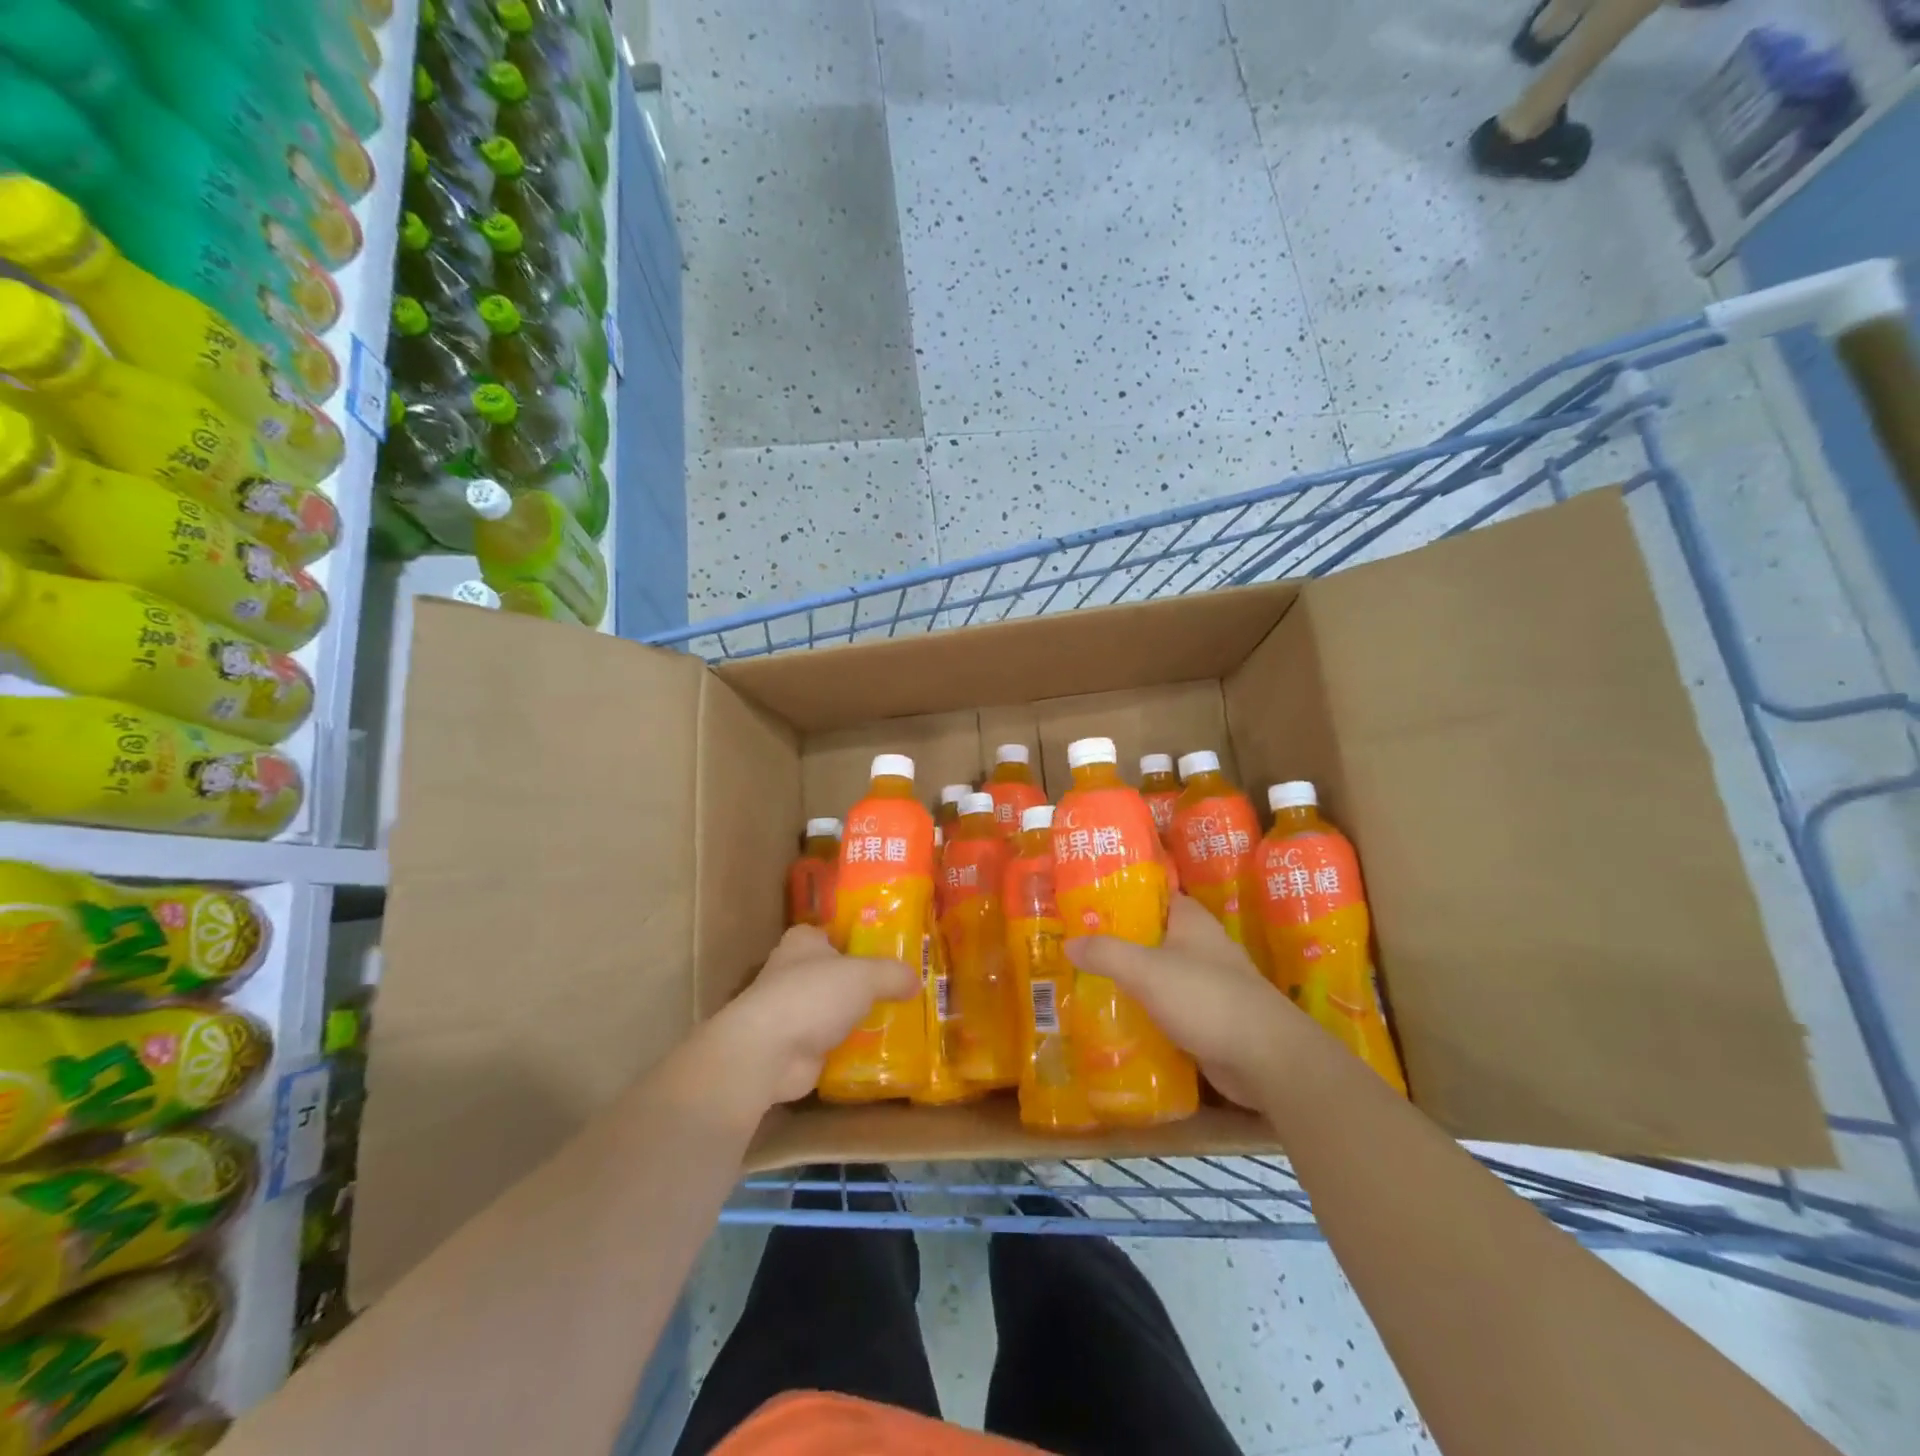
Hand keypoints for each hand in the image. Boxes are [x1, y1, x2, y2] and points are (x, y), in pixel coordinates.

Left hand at [703, 926, 919, 1107]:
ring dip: (860, 1017)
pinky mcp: (796, 1047)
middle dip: (866, 982)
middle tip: (905, 988)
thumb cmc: (812, 995)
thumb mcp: (864, 974)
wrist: (768, 1052)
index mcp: (804, 942)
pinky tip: (883, 1051)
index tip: (891, 949)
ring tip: (901, 1020)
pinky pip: (834, 1043)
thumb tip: (916, 980)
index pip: (835, 932)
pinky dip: (853, 1048)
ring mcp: (794, 1011)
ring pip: (836, 1009)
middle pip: (839, 973)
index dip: (861, 938)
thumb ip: (892, 974)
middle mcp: (795, 972)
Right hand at [1065, 896, 1309, 1107]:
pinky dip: (1146, 1009)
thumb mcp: (1146, 969)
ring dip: (1130, 977)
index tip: (1085, 901)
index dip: (1120, 893)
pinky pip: (1168, 1005)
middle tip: (1075, 945)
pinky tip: (1116, 1017)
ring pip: (1159, 972)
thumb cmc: (1206, 997)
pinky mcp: (1209, 1017)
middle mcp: (1201, 945)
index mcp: (1191, 920)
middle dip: (1117, 939)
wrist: (1265, 1058)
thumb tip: (1068, 943)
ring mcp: (1208, 982)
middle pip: (1151, 934)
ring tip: (1085, 980)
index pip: (1153, 893)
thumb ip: (1106, 953)